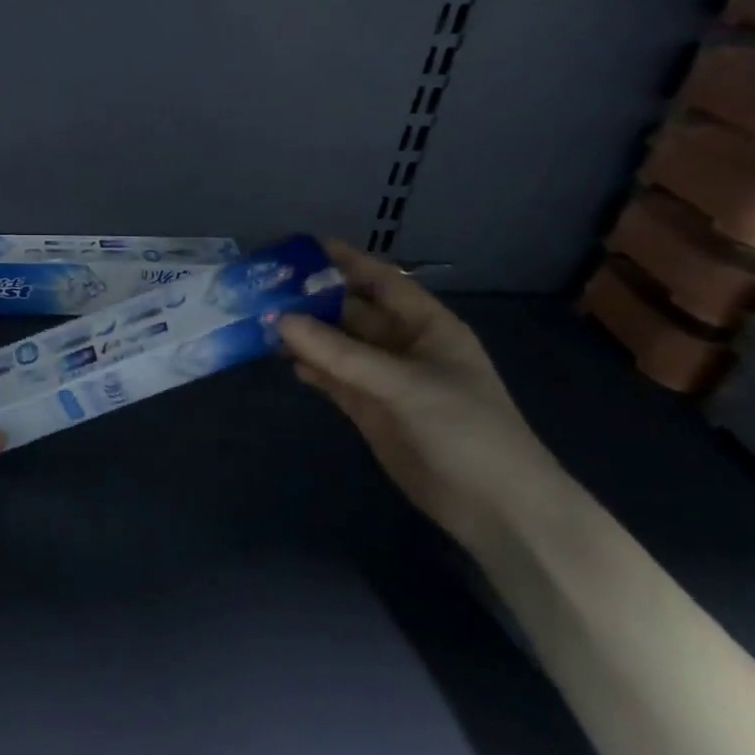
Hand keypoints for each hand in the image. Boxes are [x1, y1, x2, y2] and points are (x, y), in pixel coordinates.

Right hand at [279, 239, 571, 554]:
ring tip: (259, 319)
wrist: (496, 509)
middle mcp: (402, 345)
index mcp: (426, 326)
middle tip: (264, 286)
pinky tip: (282, 358)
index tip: (301, 245)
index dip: (345, 261)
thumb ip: (340, 353)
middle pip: (351, 311)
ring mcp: (384, 379)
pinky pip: (333, 377)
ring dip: (304, 333)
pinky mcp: (369, 409)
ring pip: (336, 345)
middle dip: (312, 298)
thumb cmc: (465, 429)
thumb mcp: (404, 384)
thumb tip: (279, 319)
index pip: (381, 280)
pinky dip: (309, 367)